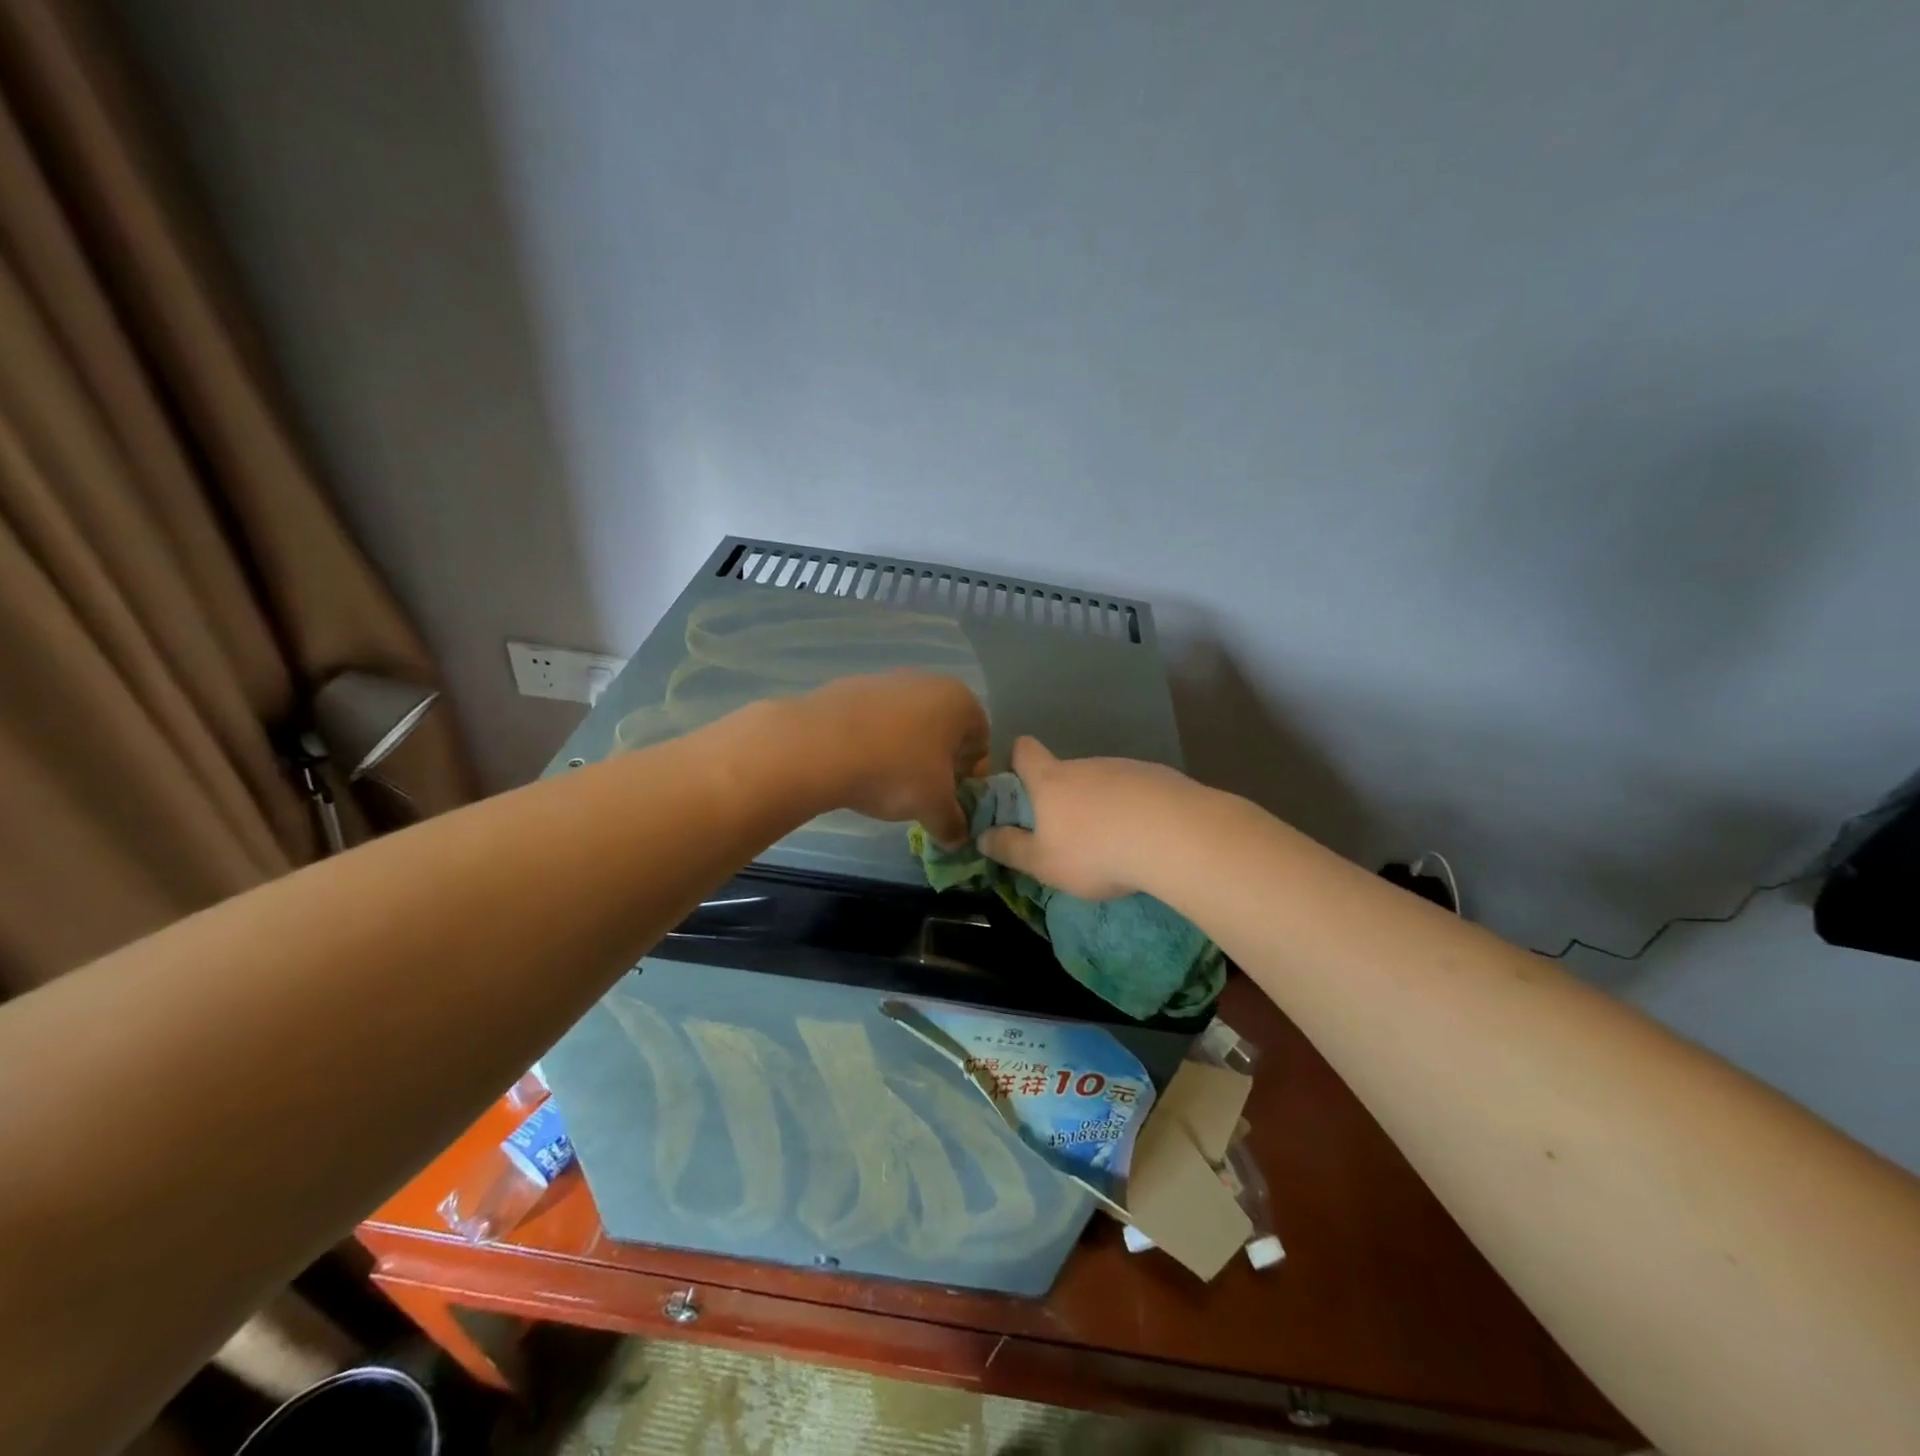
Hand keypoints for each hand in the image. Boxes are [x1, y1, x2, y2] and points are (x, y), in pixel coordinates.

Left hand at [794, 672, 989, 845]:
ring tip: (887, 783)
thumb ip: (953, 823)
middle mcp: (927, 681)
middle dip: (939, 762)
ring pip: (908, 723)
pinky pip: (874, 721)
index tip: (954, 798)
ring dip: (905, 752)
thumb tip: (958, 838)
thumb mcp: (933, 806)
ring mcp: (885, 680)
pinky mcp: (849, 688)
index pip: (982, 739)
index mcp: (959, 701)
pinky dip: (874, 742)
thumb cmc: (895, 770)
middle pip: (944, 729)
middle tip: (924, 794)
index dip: (972, 773)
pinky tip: (859, 767)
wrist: (818, 746)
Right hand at [978, 737, 1196, 898]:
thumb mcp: (1043, 863)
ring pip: (1103, 782)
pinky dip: (1134, 808)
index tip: (1017, 784)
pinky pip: (1136, 790)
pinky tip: (1146, 837)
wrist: (1175, 836)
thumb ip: (1010, 849)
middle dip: (1062, 797)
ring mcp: (1125, 767)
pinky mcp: (1160, 776)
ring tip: (1113, 842)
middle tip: (1067, 835)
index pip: (1023, 751)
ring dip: (1101, 804)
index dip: (1016, 760)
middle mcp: (1085, 765)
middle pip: (1065, 771)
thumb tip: (981, 837)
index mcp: (1050, 780)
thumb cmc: (1095, 851)